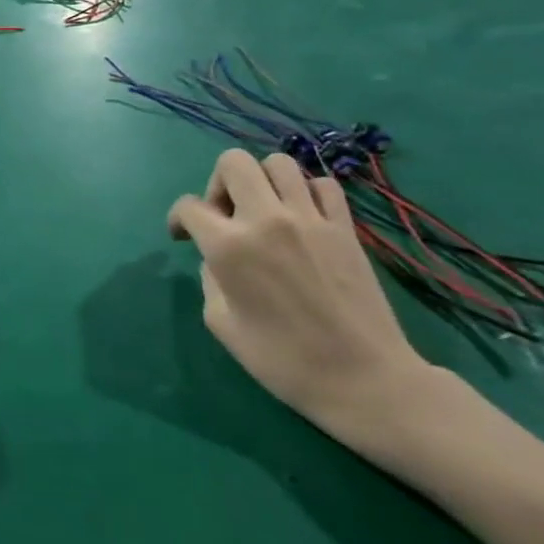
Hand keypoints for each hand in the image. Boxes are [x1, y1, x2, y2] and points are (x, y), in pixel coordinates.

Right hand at [168, 149, 435, 443]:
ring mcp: (310, 220)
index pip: (189, 206)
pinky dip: (307, 191)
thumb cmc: (283, 360)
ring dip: (262, 180)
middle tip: (225, 215)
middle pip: (233, 162)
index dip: (179, 219)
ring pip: (279, 163)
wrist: (365, 381)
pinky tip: (302, 216)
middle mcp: (266, 220)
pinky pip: (323, 185)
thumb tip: (218, 258)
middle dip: (218, 183)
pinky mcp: (344, 228)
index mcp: (228, 247)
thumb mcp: (221, 323)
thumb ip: (210, 278)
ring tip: (264, 210)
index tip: (184, 237)